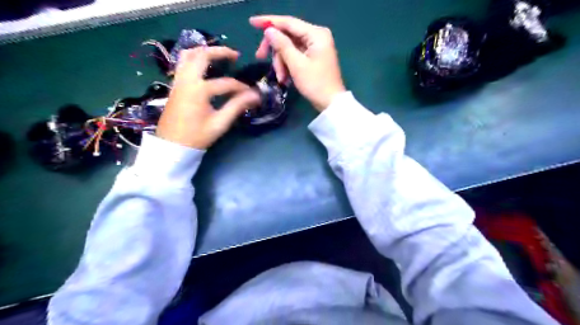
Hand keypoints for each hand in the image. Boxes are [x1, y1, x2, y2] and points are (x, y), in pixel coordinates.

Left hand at [157, 46, 258, 147]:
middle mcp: (187, 80)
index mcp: (199, 90)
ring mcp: (178, 81)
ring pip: (187, 55)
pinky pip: (182, 64)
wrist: (172, 146)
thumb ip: (237, 107)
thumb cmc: (196, 136)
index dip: (241, 88)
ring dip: (204, 51)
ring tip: (218, 55)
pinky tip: (203, 67)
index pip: (226, 83)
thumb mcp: (219, 123)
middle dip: (220, 52)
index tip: (252, 94)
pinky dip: (194, 59)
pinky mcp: (175, 86)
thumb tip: (255, 96)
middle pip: (202, 55)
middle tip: (235, 55)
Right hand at [249, 15, 343, 111]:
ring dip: (281, 62)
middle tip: (260, 57)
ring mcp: (315, 47)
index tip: (252, 22)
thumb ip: (282, 45)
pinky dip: (288, 66)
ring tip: (281, 78)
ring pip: (289, 47)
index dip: (269, 22)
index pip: (288, 22)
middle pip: (287, 35)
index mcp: (316, 34)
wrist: (330, 103)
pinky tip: (285, 78)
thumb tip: (269, 31)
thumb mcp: (297, 65)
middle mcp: (316, 36)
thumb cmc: (316, 84)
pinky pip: (295, 56)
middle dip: (275, 50)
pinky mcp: (312, 57)